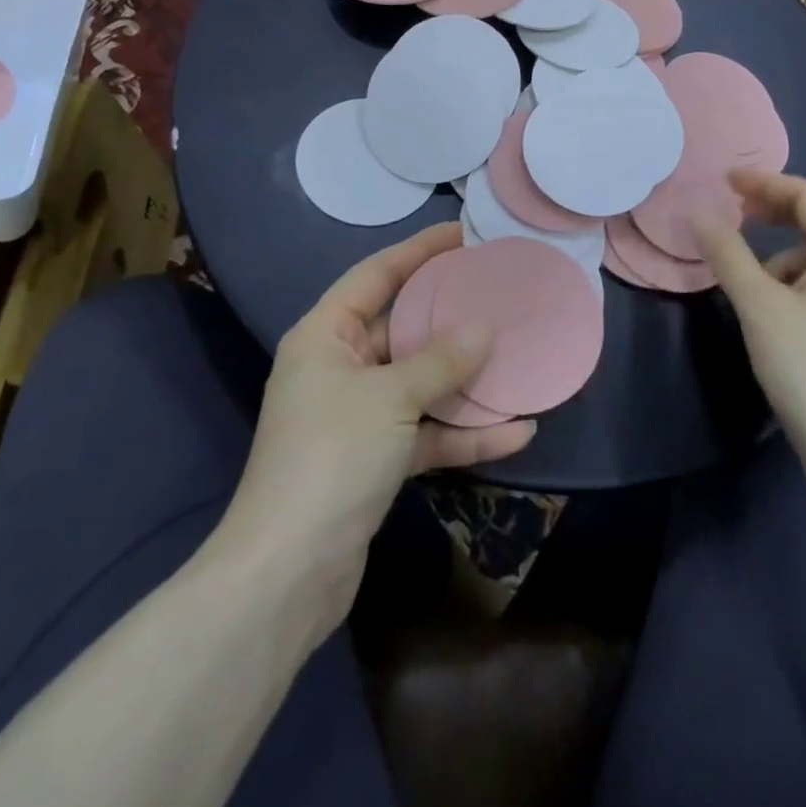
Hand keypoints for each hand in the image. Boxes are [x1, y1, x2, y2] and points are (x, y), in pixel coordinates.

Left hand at [223, 223, 535, 630]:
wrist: (288, 574)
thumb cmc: (331, 458)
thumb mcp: (389, 398)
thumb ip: (440, 361)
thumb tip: (484, 329)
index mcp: (325, 335)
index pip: (376, 274)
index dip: (419, 250)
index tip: (463, 232)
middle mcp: (339, 367)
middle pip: (403, 326)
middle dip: (451, 313)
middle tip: (499, 290)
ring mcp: (358, 416)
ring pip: (420, 382)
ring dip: (466, 378)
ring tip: (518, 355)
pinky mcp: (376, 460)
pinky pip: (426, 431)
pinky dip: (464, 432)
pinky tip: (517, 432)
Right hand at [695, 171, 805, 479]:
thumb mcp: (758, 306)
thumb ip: (727, 255)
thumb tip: (697, 214)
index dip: (766, 182)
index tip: (724, 182)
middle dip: (784, 204)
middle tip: (743, 208)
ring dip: (788, 241)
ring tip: (751, 266)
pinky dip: (795, 272)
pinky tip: (771, 302)